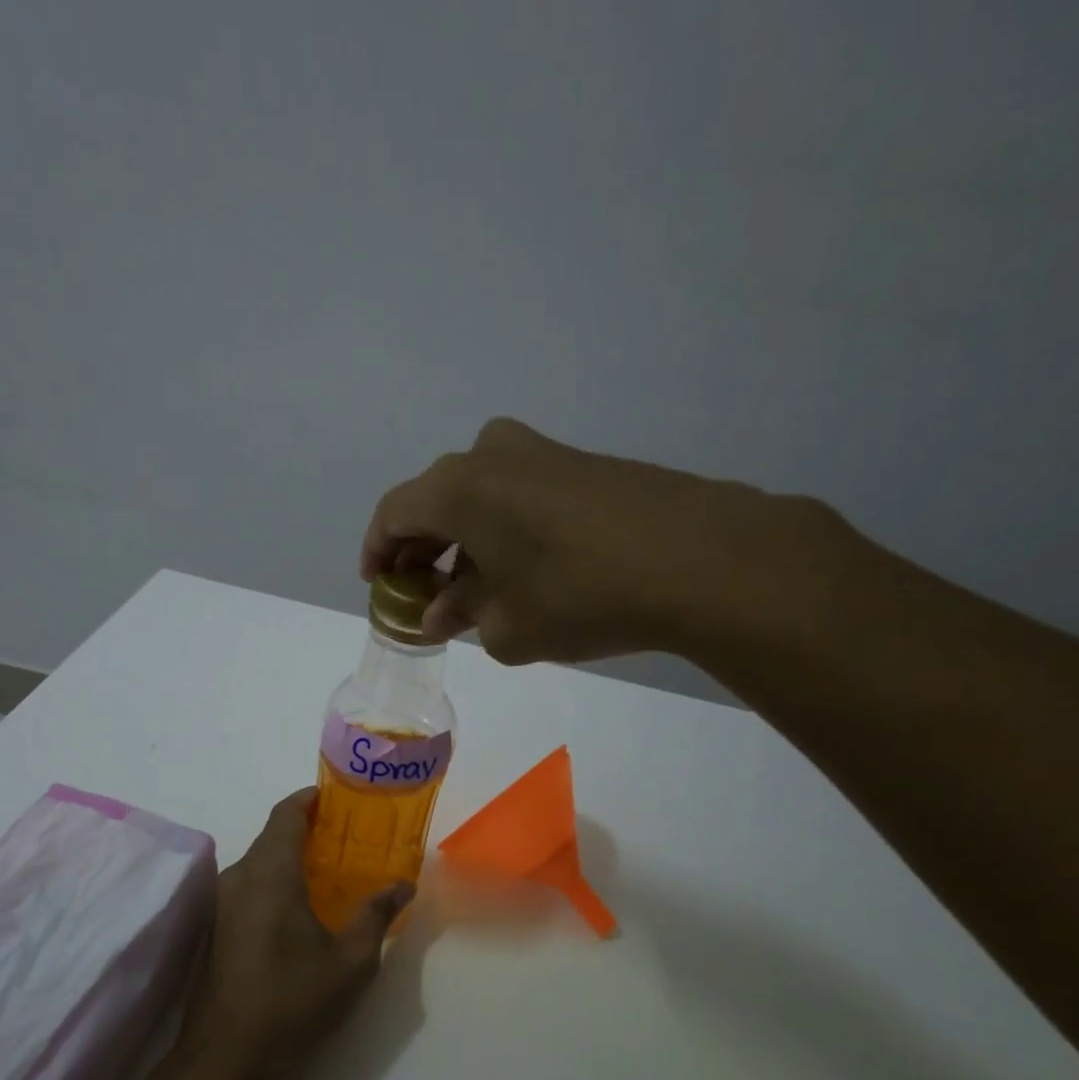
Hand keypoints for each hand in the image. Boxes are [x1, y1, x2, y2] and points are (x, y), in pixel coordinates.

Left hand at [185, 790, 413, 1079]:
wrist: (225, 1059)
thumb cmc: (293, 1001)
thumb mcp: (351, 961)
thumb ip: (376, 915)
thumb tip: (404, 885)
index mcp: (270, 872)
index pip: (286, 814)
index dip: (309, 799)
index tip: (336, 797)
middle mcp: (239, 876)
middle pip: (271, 835)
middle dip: (306, 829)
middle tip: (347, 837)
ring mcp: (222, 903)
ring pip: (258, 862)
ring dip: (289, 856)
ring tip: (330, 870)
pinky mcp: (216, 928)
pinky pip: (248, 885)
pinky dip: (275, 880)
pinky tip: (301, 906)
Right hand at [361, 417, 848, 667]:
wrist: (700, 560)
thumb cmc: (579, 595)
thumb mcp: (507, 626)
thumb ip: (463, 617)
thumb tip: (444, 613)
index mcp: (458, 488)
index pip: (394, 513)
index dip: (378, 550)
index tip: (378, 584)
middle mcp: (493, 455)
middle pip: (437, 500)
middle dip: (423, 549)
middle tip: (424, 593)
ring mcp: (544, 453)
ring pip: (481, 495)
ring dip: (466, 540)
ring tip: (474, 591)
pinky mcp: (585, 464)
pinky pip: (521, 494)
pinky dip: (505, 529)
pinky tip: (524, 571)